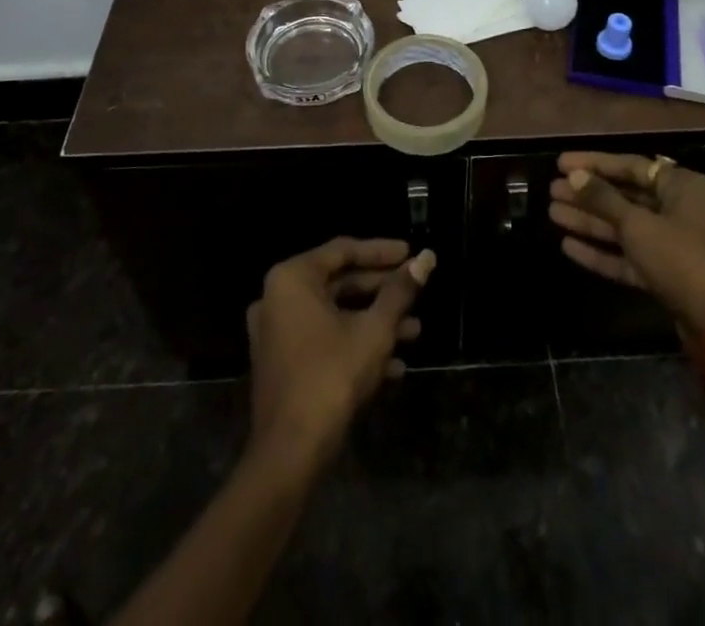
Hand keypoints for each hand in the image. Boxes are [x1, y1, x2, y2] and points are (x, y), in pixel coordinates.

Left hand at [246, 237, 435, 466]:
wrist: (290, 452)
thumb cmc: (332, 376)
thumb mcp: (374, 330)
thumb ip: (400, 291)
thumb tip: (427, 258)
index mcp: (293, 278)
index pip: (343, 250)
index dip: (381, 252)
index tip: (411, 254)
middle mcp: (278, 297)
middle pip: (339, 282)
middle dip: (381, 291)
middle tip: (416, 291)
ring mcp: (276, 331)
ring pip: (334, 314)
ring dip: (374, 321)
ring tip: (415, 330)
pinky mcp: (282, 362)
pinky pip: (323, 339)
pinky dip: (354, 344)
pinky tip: (394, 365)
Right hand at [548, 152, 704, 349]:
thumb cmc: (684, 260)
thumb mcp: (639, 226)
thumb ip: (604, 199)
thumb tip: (574, 175)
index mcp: (683, 187)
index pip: (632, 166)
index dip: (595, 163)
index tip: (561, 163)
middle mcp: (681, 210)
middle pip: (627, 196)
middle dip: (589, 195)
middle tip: (552, 191)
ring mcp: (675, 245)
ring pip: (625, 227)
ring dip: (591, 222)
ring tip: (553, 214)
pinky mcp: (668, 275)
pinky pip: (630, 256)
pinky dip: (603, 252)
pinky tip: (569, 246)